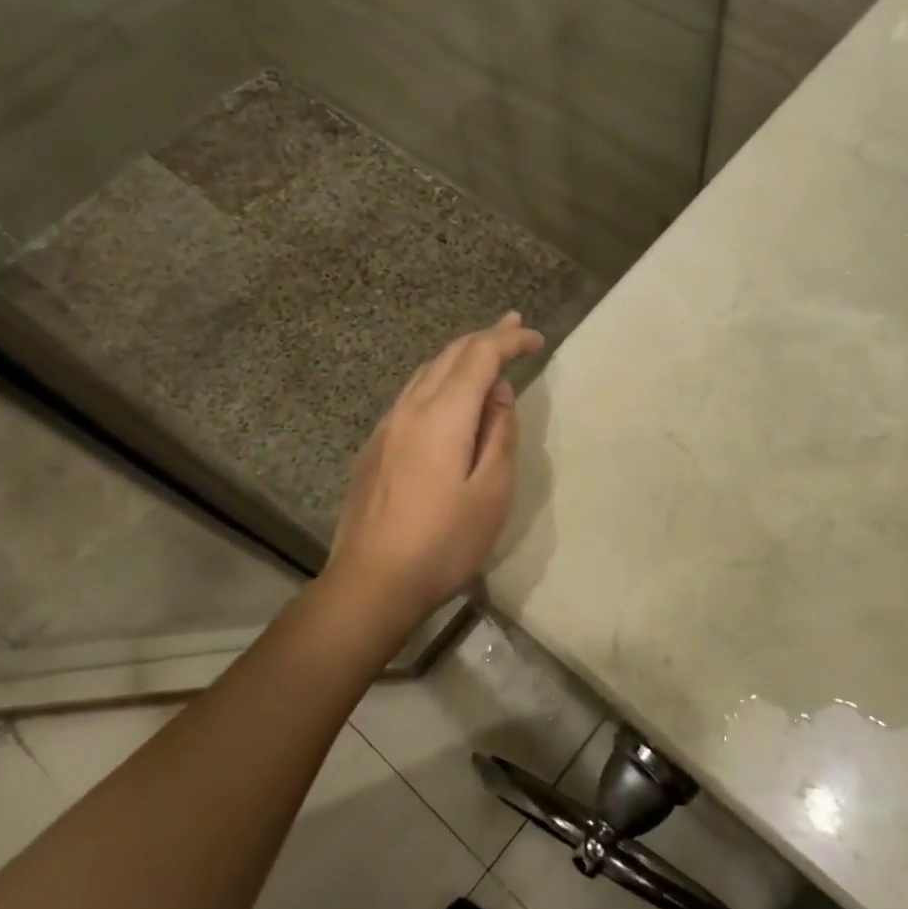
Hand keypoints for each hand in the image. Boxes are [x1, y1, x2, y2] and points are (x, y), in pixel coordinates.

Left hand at [326, 313, 544, 631]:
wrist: (372, 581)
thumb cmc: (443, 541)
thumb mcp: (492, 492)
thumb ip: (499, 434)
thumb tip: (498, 393)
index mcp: (443, 415)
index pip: (479, 357)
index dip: (509, 341)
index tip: (535, 338)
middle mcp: (410, 409)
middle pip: (449, 356)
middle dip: (484, 337)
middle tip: (514, 326)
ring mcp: (386, 427)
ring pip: (425, 373)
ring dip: (458, 356)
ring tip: (484, 352)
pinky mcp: (374, 447)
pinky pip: (410, 395)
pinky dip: (437, 380)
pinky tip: (446, 395)